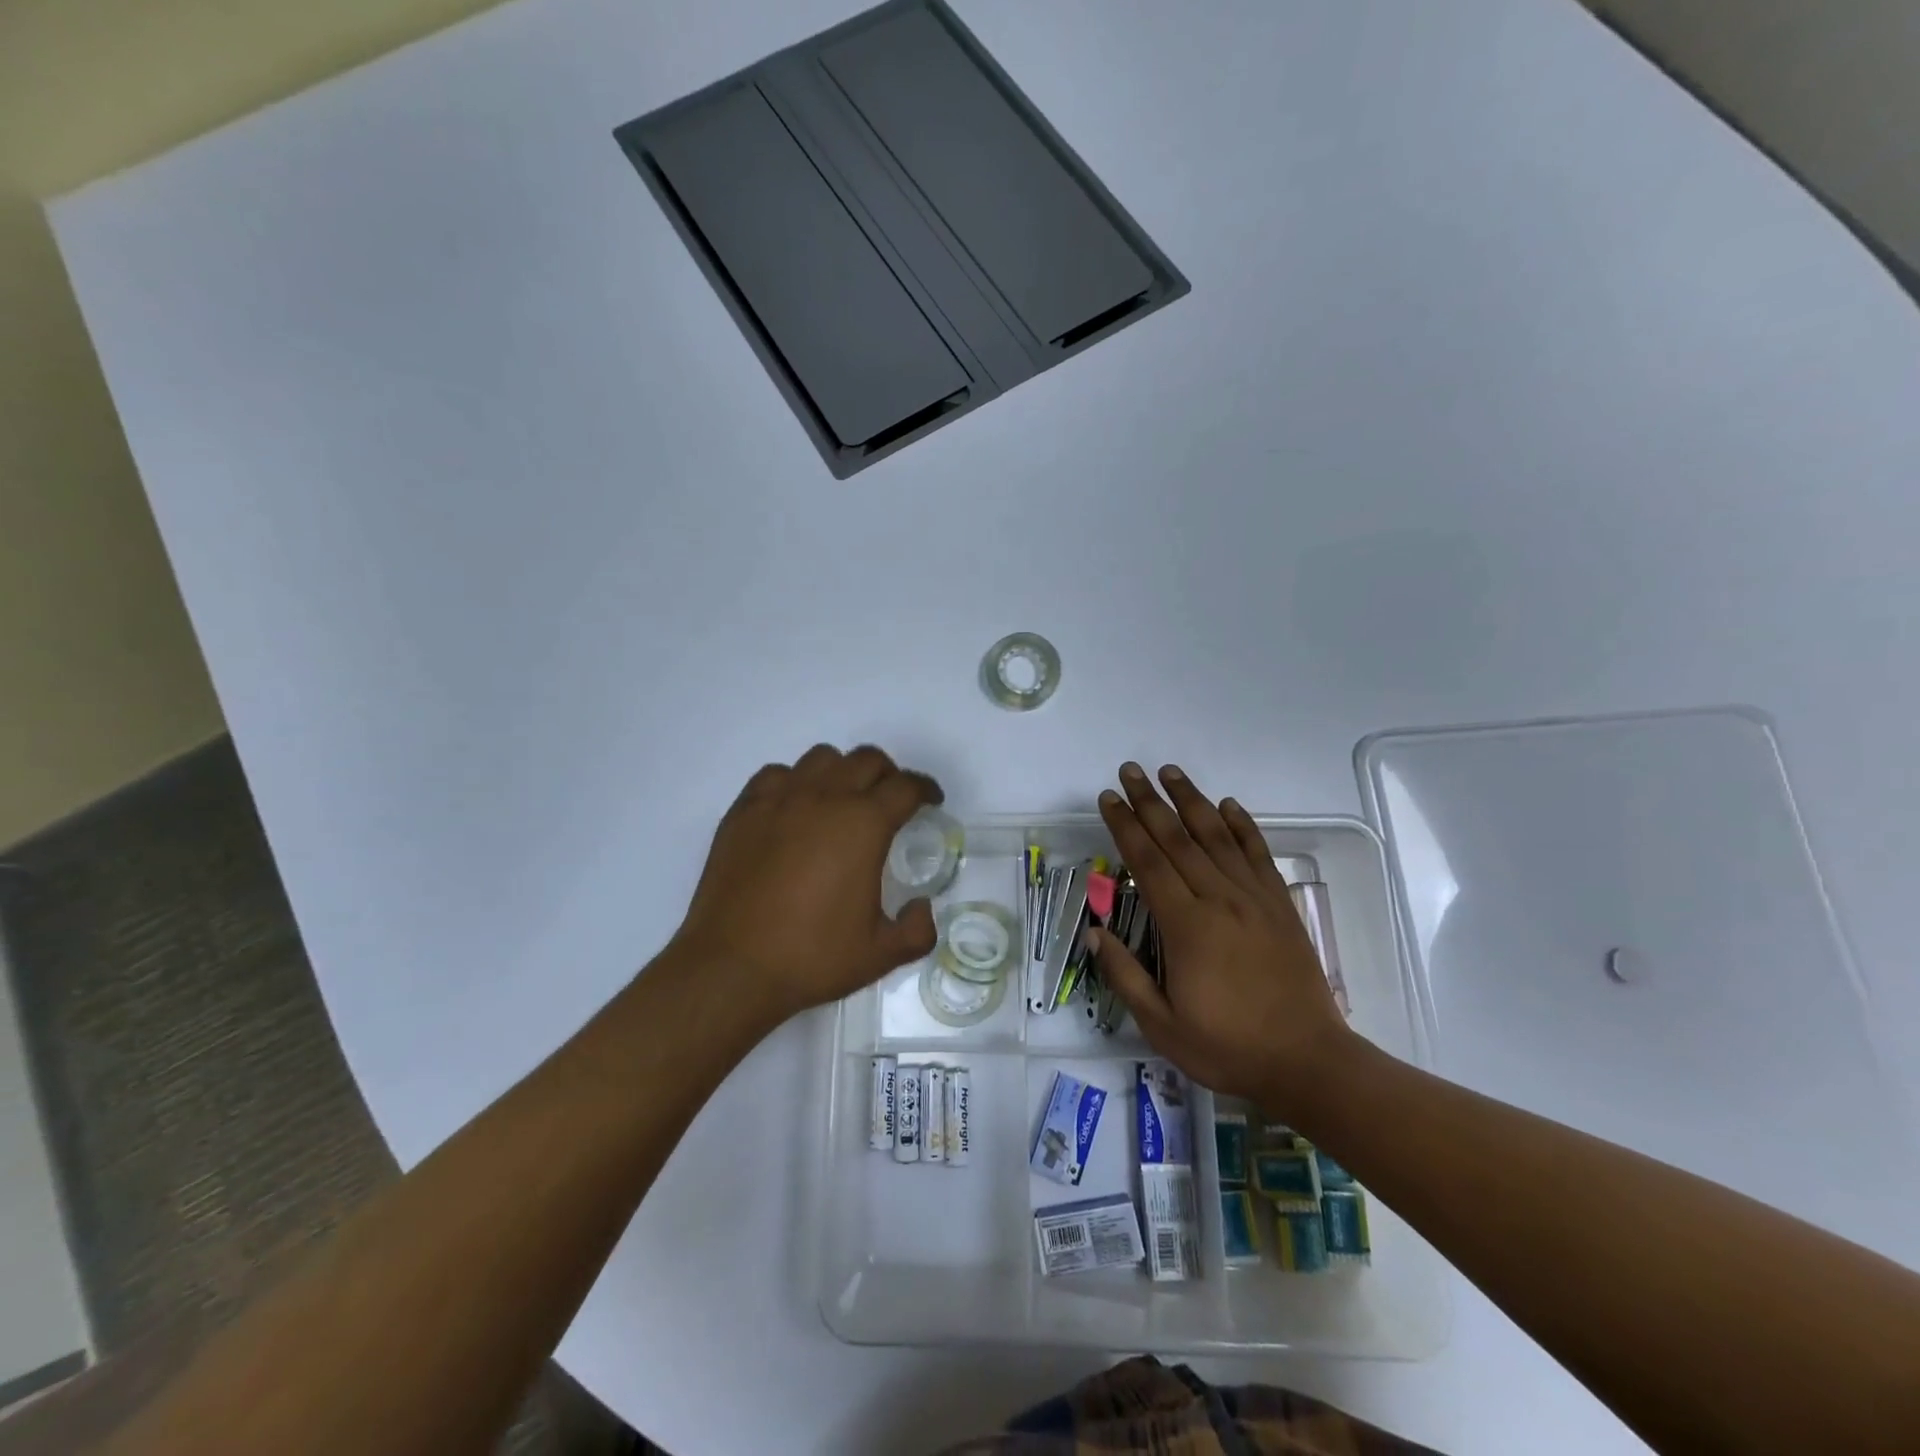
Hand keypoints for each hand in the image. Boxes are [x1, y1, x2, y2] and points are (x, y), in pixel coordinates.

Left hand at [671, 745, 942, 1021]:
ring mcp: (779, 800)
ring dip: (842, 772)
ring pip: (822, 758)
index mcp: (863, 824)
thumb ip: (917, 930)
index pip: (906, 787)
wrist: (732, 967)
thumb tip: (921, 908)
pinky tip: (794, 810)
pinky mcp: (744, 810)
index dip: (925, 790)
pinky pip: (777, 775)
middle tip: (890, 802)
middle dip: (888, 775)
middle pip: (867, 760)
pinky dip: (795, 782)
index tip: (930, 802)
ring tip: (842, 801)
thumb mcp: (880, 954)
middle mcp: (824, 798)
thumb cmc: (811, 957)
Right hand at [1088, 762, 1355, 1113]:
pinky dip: (1242, 826)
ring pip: (1217, 837)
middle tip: (1131, 770)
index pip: (1148, 863)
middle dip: (1150, 802)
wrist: (1309, 1062)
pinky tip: (1229, 805)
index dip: (1125, 826)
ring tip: (1171, 772)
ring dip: (1192, 801)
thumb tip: (1095, 931)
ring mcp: (1254, 899)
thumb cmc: (1228, 1047)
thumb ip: (1125, 975)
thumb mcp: (1162, 1026)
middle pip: (1178, 839)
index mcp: (1186, 927)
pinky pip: (1258, 855)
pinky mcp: (1280, 905)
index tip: (1109, 798)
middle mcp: (1219, 900)